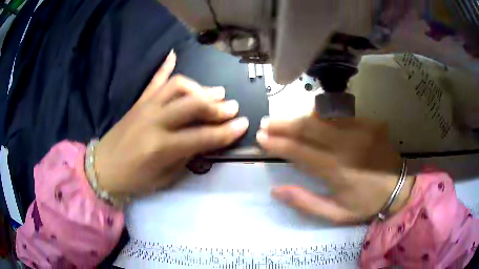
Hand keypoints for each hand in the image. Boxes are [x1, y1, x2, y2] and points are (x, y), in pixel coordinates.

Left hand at [94, 50, 248, 195]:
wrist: (102, 168)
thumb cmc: (134, 180)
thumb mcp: (164, 178)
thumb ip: (186, 158)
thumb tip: (204, 141)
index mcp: (161, 147)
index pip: (202, 136)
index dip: (226, 131)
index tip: (244, 124)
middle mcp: (155, 121)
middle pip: (192, 105)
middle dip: (217, 105)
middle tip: (232, 106)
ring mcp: (146, 107)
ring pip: (177, 86)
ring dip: (199, 87)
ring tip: (214, 92)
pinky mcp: (138, 101)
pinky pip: (154, 80)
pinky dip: (165, 67)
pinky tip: (173, 55)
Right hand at [256, 116, 414, 222]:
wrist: (399, 188)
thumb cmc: (366, 204)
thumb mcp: (335, 214)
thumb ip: (305, 202)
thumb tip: (276, 190)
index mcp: (336, 170)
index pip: (299, 151)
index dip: (277, 143)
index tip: (261, 139)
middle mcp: (346, 145)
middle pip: (308, 127)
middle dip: (283, 124)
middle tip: (266, 123)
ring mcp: (359, 131)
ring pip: (322, 116)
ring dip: (299, 116)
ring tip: (282, 118)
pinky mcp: (368, 123)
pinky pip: (340, 114)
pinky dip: (321, 113)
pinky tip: (311, 115)